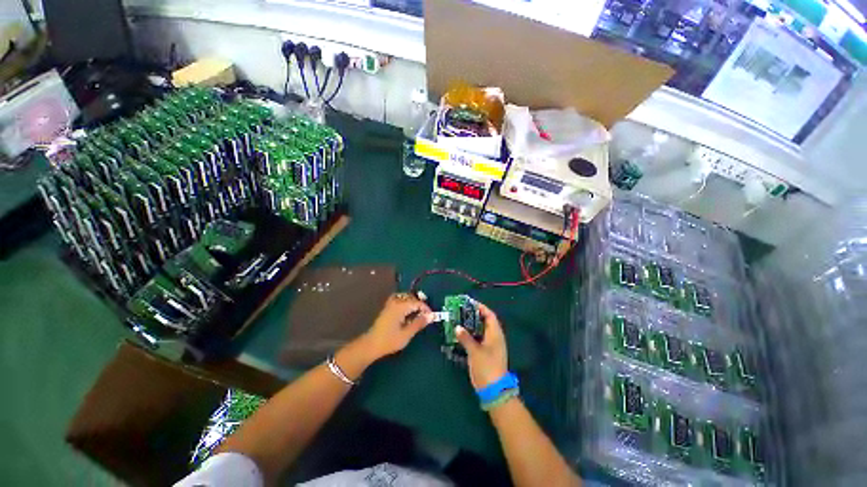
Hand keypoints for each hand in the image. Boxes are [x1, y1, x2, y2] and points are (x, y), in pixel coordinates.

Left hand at [360, 293, 431, 360]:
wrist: (371, 345)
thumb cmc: (389, 340)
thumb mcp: (407, 334)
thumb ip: (419, 323)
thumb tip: (431, 316)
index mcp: (400, 307)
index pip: (417, 303)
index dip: (426, 309)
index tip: (431, 317)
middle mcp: (395, 302)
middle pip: (411, 297)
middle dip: (420, 304)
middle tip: (426, 314)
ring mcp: (390, 304)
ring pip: (404, 297)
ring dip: (412, 302)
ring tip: (418, 312)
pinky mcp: (387, 307)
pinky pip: (399, 299)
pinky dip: (405, 302)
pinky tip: (407, 311)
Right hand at [455, 302, 507, 389]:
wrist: (493, 389)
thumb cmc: (486, 367)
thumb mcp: (475, 351)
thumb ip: (465, 338)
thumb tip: (457, 327)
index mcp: (495, 334)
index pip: (489, 315)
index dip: (481, 308)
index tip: (469, 303)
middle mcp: (494, 337)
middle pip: (485, 321)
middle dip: (474, 315)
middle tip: (461, 311)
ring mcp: (491, 346)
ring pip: (481, 330)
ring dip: (471, 325)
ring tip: (459, 320)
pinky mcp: (486, 353)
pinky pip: (478, 339)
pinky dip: (471, 335)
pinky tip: (461, 334)